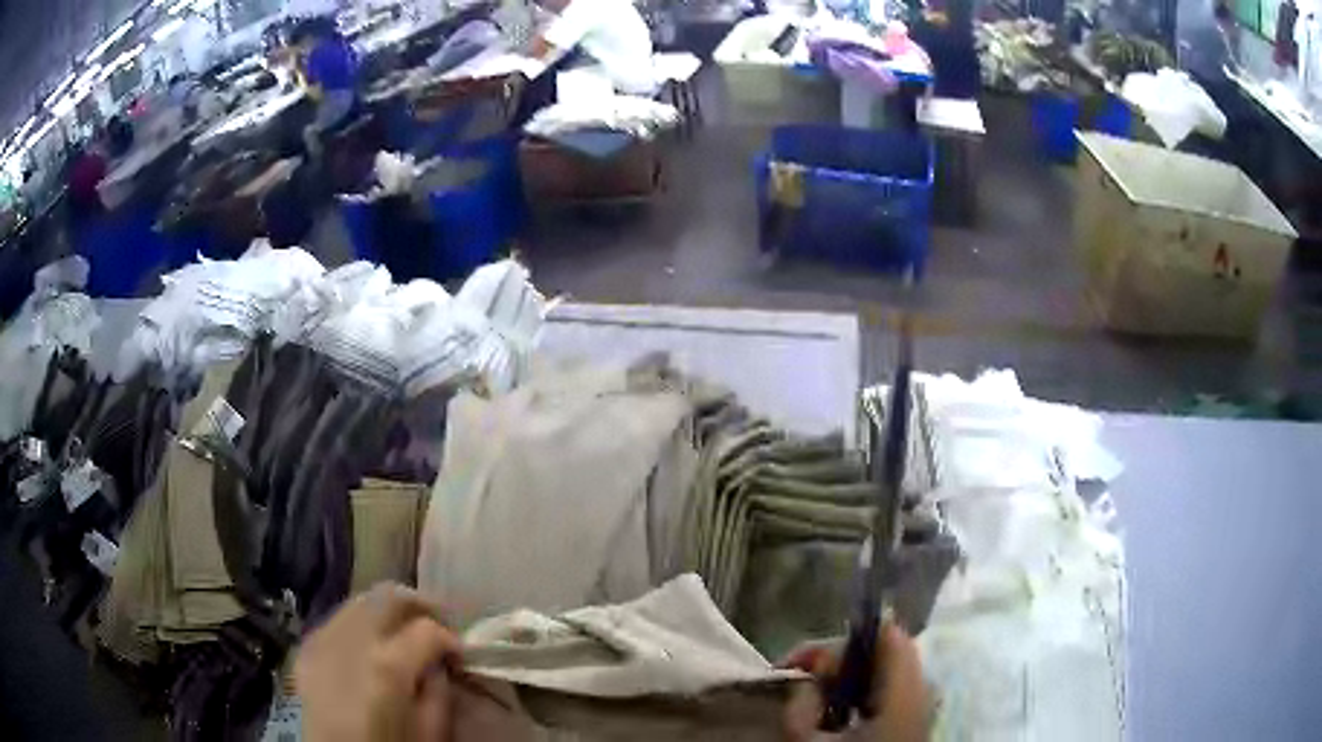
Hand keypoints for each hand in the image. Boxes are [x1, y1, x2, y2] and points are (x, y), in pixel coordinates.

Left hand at [295, 583, 461, 741]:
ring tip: (403, 634)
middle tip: (438, 626)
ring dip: (387, 612)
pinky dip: (360, 625)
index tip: (460, 655)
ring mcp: (322, 638)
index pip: (428, 629)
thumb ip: (439, 691)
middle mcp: (350, 639)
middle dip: (420, 606)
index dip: (451, 639)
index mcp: (386, 665)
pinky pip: (337, 620)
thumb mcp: (430, 732)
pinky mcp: (306, 646)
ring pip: (360, 600)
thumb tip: (439, 664)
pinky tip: (369, 647)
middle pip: (388, 595)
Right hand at [782, 624, 928, 741]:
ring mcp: (919, 707)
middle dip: (837, 661)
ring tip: (813, 700)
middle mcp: (919, 693)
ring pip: (884, 674)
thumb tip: (806, 681)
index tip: (801, 662)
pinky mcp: (911, 722)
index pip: (886, 637)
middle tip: (801, 681)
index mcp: (903, 694)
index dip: (841, 640)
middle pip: (883, 653)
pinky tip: (835, 716)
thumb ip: (801, 706)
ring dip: (845, 680)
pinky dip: (857, 696)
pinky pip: (885, 694)